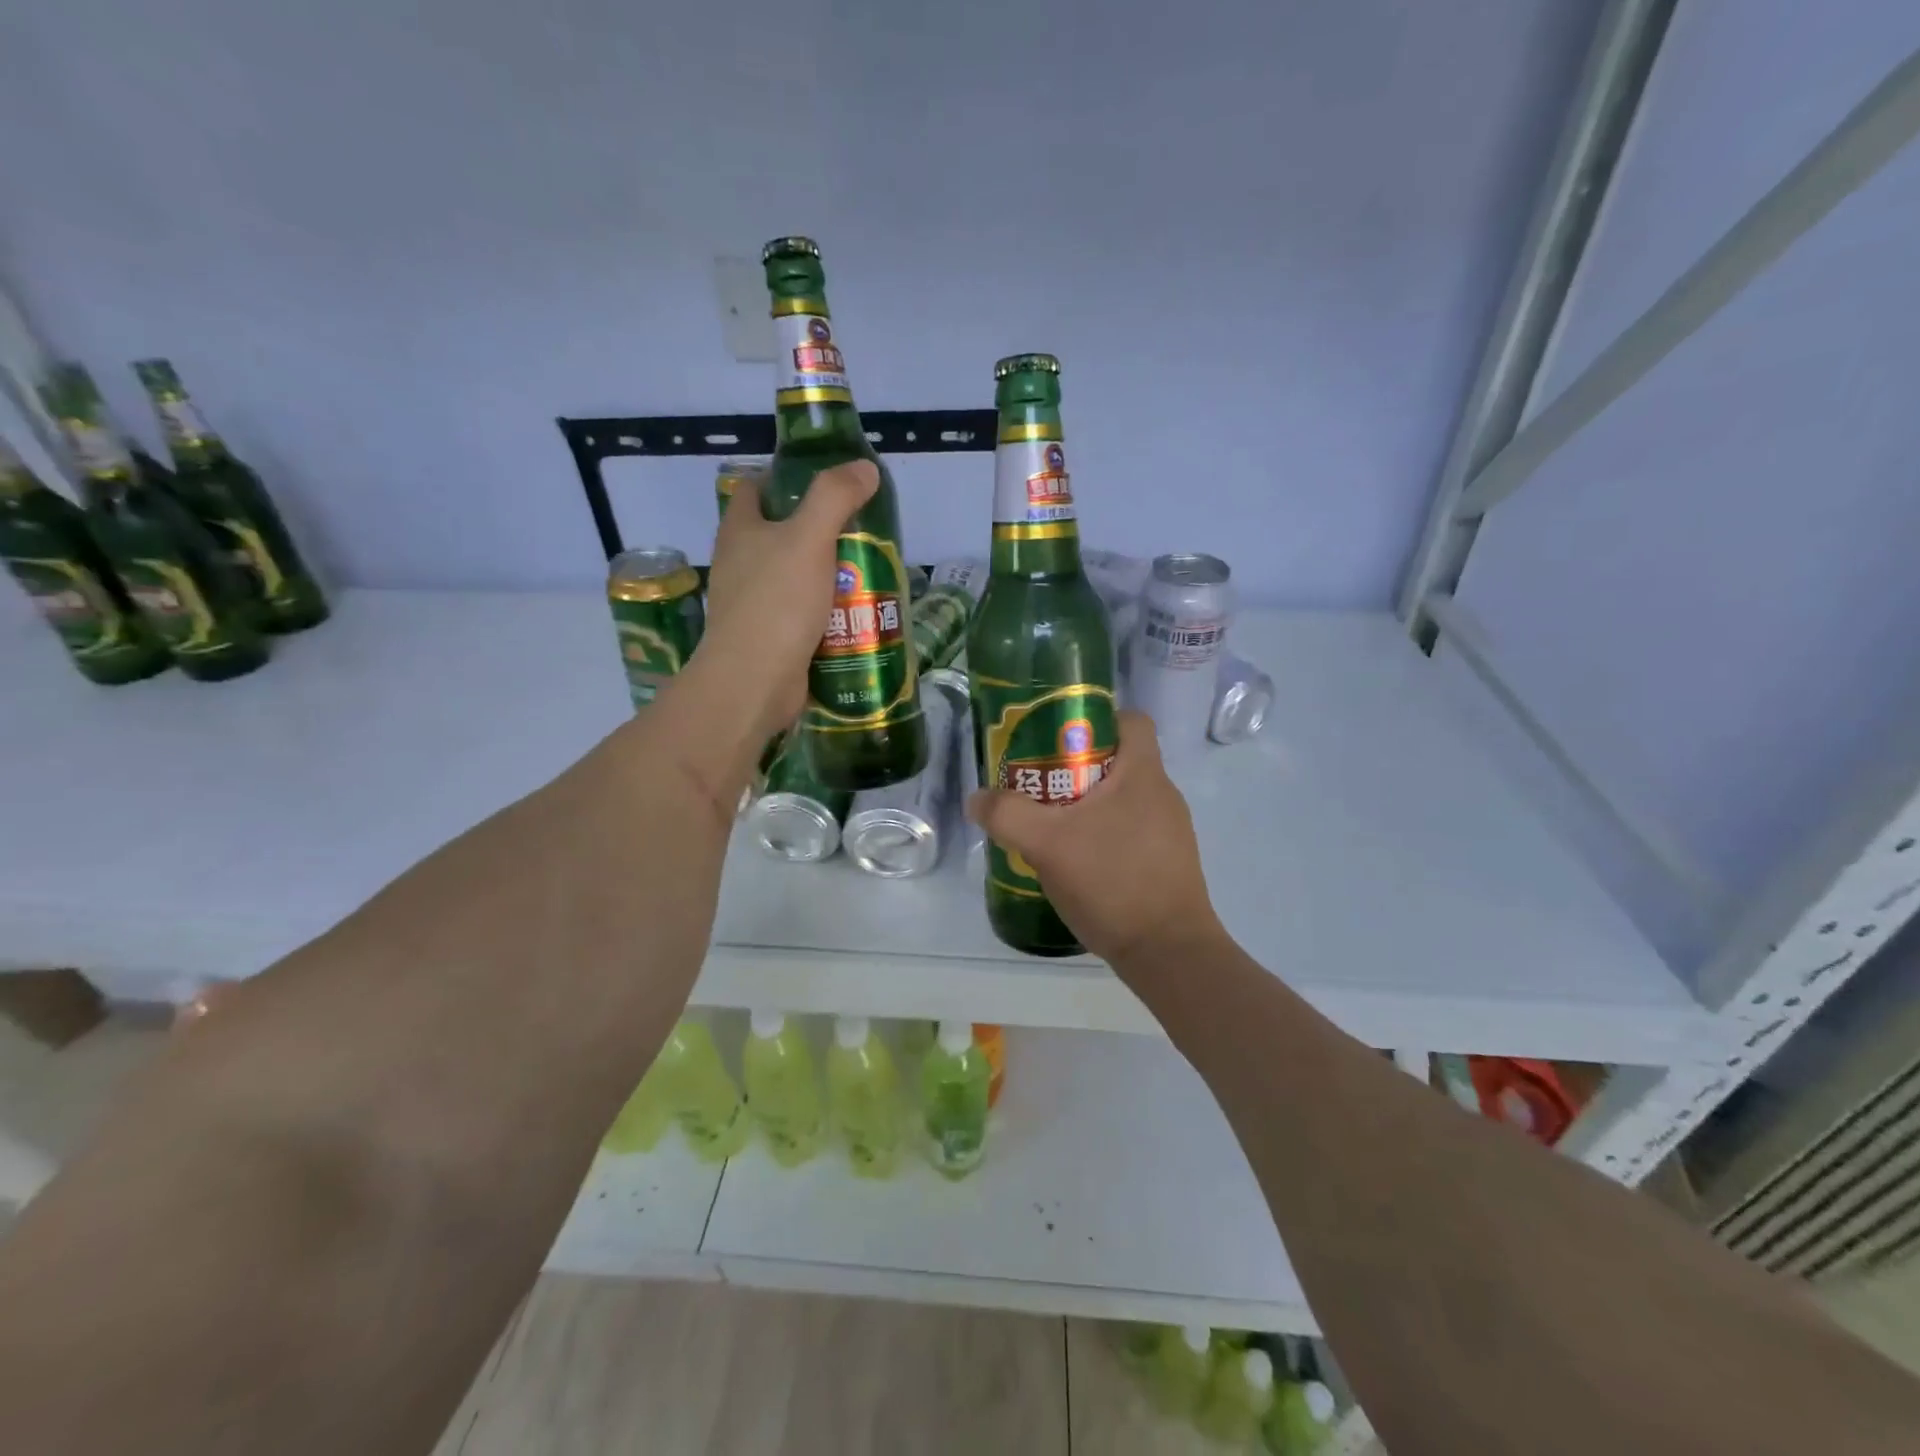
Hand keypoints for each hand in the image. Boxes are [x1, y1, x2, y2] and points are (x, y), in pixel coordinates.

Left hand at [696, 460, 878, 743]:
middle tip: (861, 532)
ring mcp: (754, 604)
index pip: (753, 488)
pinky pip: (803, 616)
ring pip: (796, 578)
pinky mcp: (771, 638)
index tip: (825, 483)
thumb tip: (864, 468)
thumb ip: (834, 498)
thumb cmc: (776, 603)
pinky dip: (827, 614)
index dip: (784, 478)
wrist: (754, 682)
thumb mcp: (809, 539)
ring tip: (868, 574)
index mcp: (740, 531)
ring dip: (828, 576)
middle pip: (780, 535)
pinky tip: (857, 616)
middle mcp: (741, 564)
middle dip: (820, 532)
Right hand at [966, 710, 1227, 972]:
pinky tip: (1075, 863)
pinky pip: (1129, 832)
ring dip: (1086, 806)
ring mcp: (1170, 832)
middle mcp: (1163, 795)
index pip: (1130, 720)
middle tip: (1037, 785)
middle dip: (1075, 768)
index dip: (1094, 720)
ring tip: (1050, 827)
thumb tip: (976, 799)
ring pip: (1121, 800)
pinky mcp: (1167, 864)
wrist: (1168, 953)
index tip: (1057, 739)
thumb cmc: (1113, 882)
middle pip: (1118, 760)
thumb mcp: (1048, 844)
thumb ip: (1007, 815)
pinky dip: (1101, 836)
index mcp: (1144, 774)